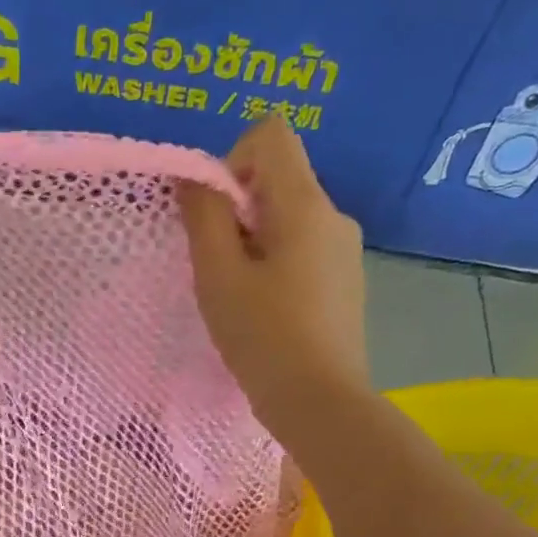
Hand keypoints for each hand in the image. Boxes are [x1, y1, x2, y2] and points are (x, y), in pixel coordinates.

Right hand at [178, 116, 367, 428]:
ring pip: (287, 218)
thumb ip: (203, 215)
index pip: (269, 133)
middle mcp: (333, 215)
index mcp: (305, 204)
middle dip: (237, 210)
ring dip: (253, 242)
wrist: (320, 403)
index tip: (215, 217)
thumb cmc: (263, 337)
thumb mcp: (218, 275)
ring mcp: (344, 250)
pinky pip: (302, 250)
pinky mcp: (344, 281)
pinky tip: (265, 313)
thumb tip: (193, 175)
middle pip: (277, 178)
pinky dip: (275, 265)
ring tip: (240, 298)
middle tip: (218, 268)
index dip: (230, 160)